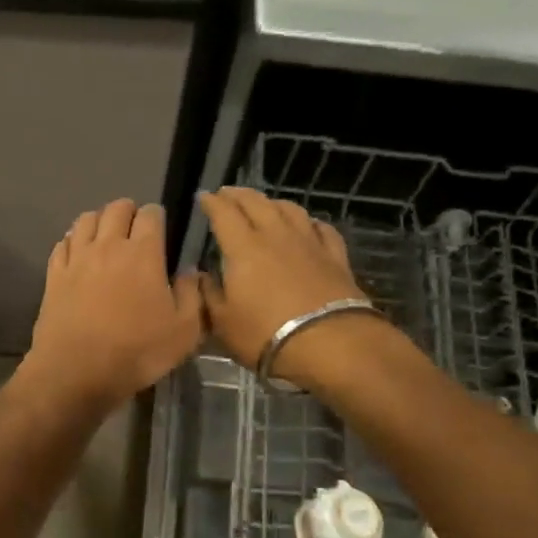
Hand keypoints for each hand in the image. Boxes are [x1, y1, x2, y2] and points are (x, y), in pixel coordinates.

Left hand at [19, 199, 203, 413]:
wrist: (76, 372)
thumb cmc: (137, 353)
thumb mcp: (184, 332)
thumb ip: (192, 295)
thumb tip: (190, 272)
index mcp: (143, 253)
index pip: (151, 214)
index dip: (157, 217)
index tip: (161, 231)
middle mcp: (107, 246)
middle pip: (116, 209)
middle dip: (128, 212)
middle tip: (135, 230)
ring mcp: (76, 259)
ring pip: (85, 220)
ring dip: (99, 221)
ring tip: (106, 237)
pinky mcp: (53, 276)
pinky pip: (62, 244)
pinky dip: (73, 241)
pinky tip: (78, 254)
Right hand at [198, 187, 380, 388]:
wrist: (329, 344)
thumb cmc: (265, 334)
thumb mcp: (222, 323)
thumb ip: (209, 295)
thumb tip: (201, 276)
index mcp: (243, 248)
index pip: (224, 214)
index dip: (211, 203)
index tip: (203, 197)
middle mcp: (276, 236)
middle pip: (257, 203)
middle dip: (239, 195)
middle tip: (228, 194)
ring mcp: (309, 243)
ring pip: (290, 209)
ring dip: (273, 202)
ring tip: (264, 204)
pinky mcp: (335, 257)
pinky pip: (322, 229)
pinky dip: (309, 222)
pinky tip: (308, 224)